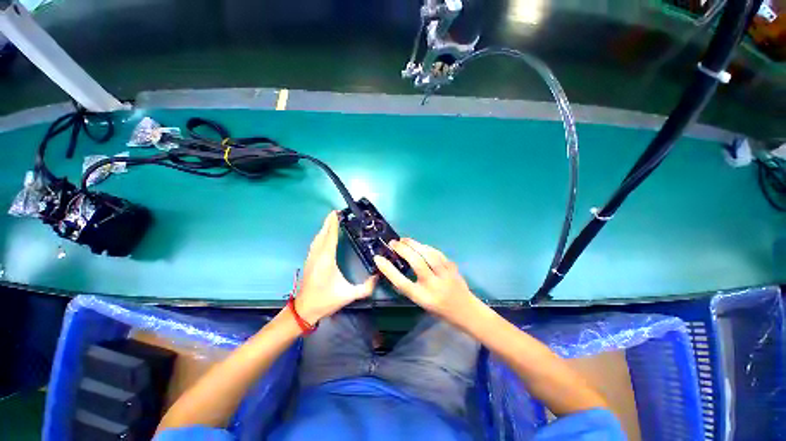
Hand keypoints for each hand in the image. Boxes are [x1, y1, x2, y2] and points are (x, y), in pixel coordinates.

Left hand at [295, 211, 376, 324]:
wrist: (304, 309)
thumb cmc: (325, 300)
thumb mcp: (348, 295)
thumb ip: (365, 288)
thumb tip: (378, 278)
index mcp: (327, 259)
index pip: (331, 237)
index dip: (333, 224)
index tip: (337, 213)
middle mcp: (318, 255)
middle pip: (323, 234)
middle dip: (328, 222)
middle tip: (335, 212)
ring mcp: (311, 257)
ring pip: (317, 238)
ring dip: (324, 228)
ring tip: (331, 220)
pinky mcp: (309, 261)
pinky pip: (315, 243)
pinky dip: (320, 235)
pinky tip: (324, 235)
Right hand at [374, 238, 479, 328]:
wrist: (465, 311)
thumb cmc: (439, 309)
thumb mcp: (420, 302)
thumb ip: (410, 287)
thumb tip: (395, 269)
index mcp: (423, 298)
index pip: (402, 283)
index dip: (388, 270)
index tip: (378, 258)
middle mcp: (434, 286)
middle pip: (416, 263)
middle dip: (403, 250)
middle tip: (393, 243)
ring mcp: (445, 276)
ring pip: (429, 255)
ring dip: (415, 244)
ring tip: (404, 240)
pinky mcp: (453, 268)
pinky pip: (438, 254)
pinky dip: (427, 247)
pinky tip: (420, 245)